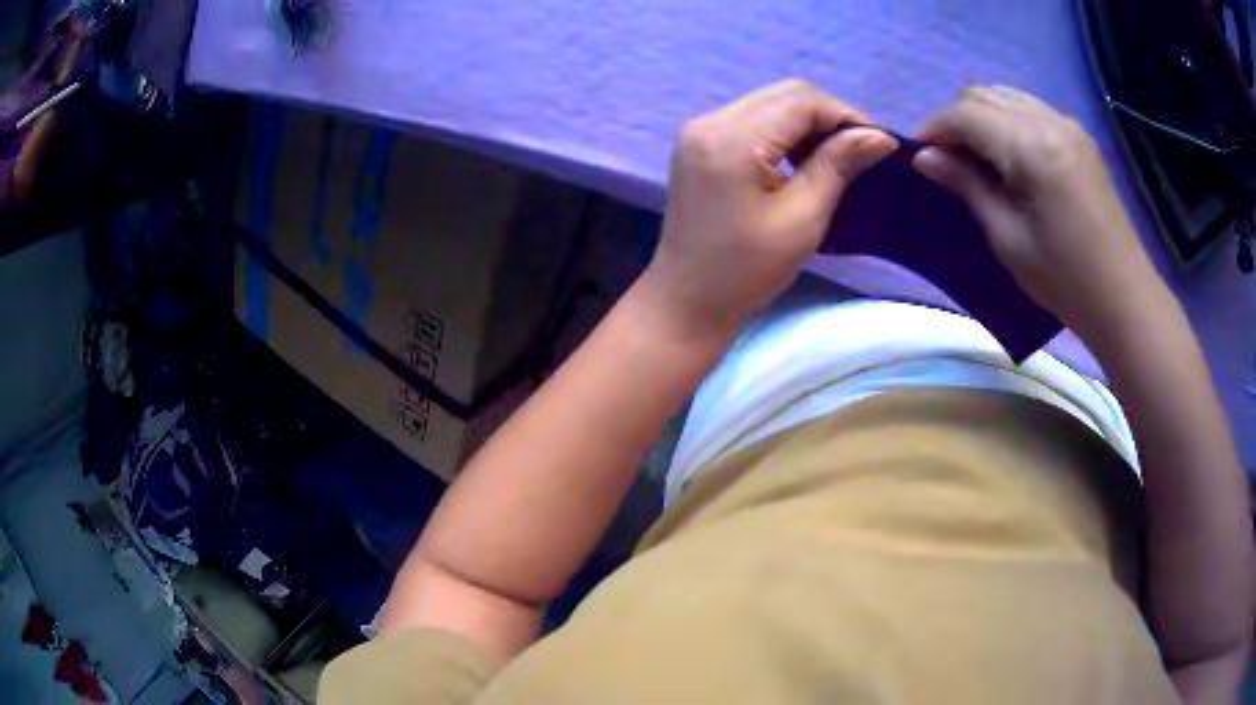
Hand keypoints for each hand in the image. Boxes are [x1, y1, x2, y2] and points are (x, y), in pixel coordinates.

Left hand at [641, 79, 896, 339]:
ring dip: (806, 123)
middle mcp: (710, 121)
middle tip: (859, 152)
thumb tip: (879, 137)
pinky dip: (782, 131)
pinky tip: (799, 159)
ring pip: (768, 103)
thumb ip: (837, 167)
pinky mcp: (698, 143)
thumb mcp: (802, 220)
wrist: (687, 300)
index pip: (801, 100)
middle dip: (828, 117)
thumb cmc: (746, 271)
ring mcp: (699, 129)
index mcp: (732, 139)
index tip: (877, 146)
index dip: (845, 116)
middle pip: (784, 94)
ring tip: (834, 157)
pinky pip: (751, 119)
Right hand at [912, 85, 1161, 340]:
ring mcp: (1068, 125)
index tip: (920, 155)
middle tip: (948, 159)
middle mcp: (1048, 120)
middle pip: (983, 94)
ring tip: (978, 158)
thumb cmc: (1064, 279)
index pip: (965, 113)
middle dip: (957, 119)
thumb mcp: (1007, 238)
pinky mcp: (1080, 137)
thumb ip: (966, 186)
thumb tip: (924, 157)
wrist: (1124, 297)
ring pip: (1007, 96)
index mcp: (1030, 147)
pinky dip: (1009, 121)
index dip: (934, 128)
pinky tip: (1011, 156)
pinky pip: (1031, 109)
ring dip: (983, 117)